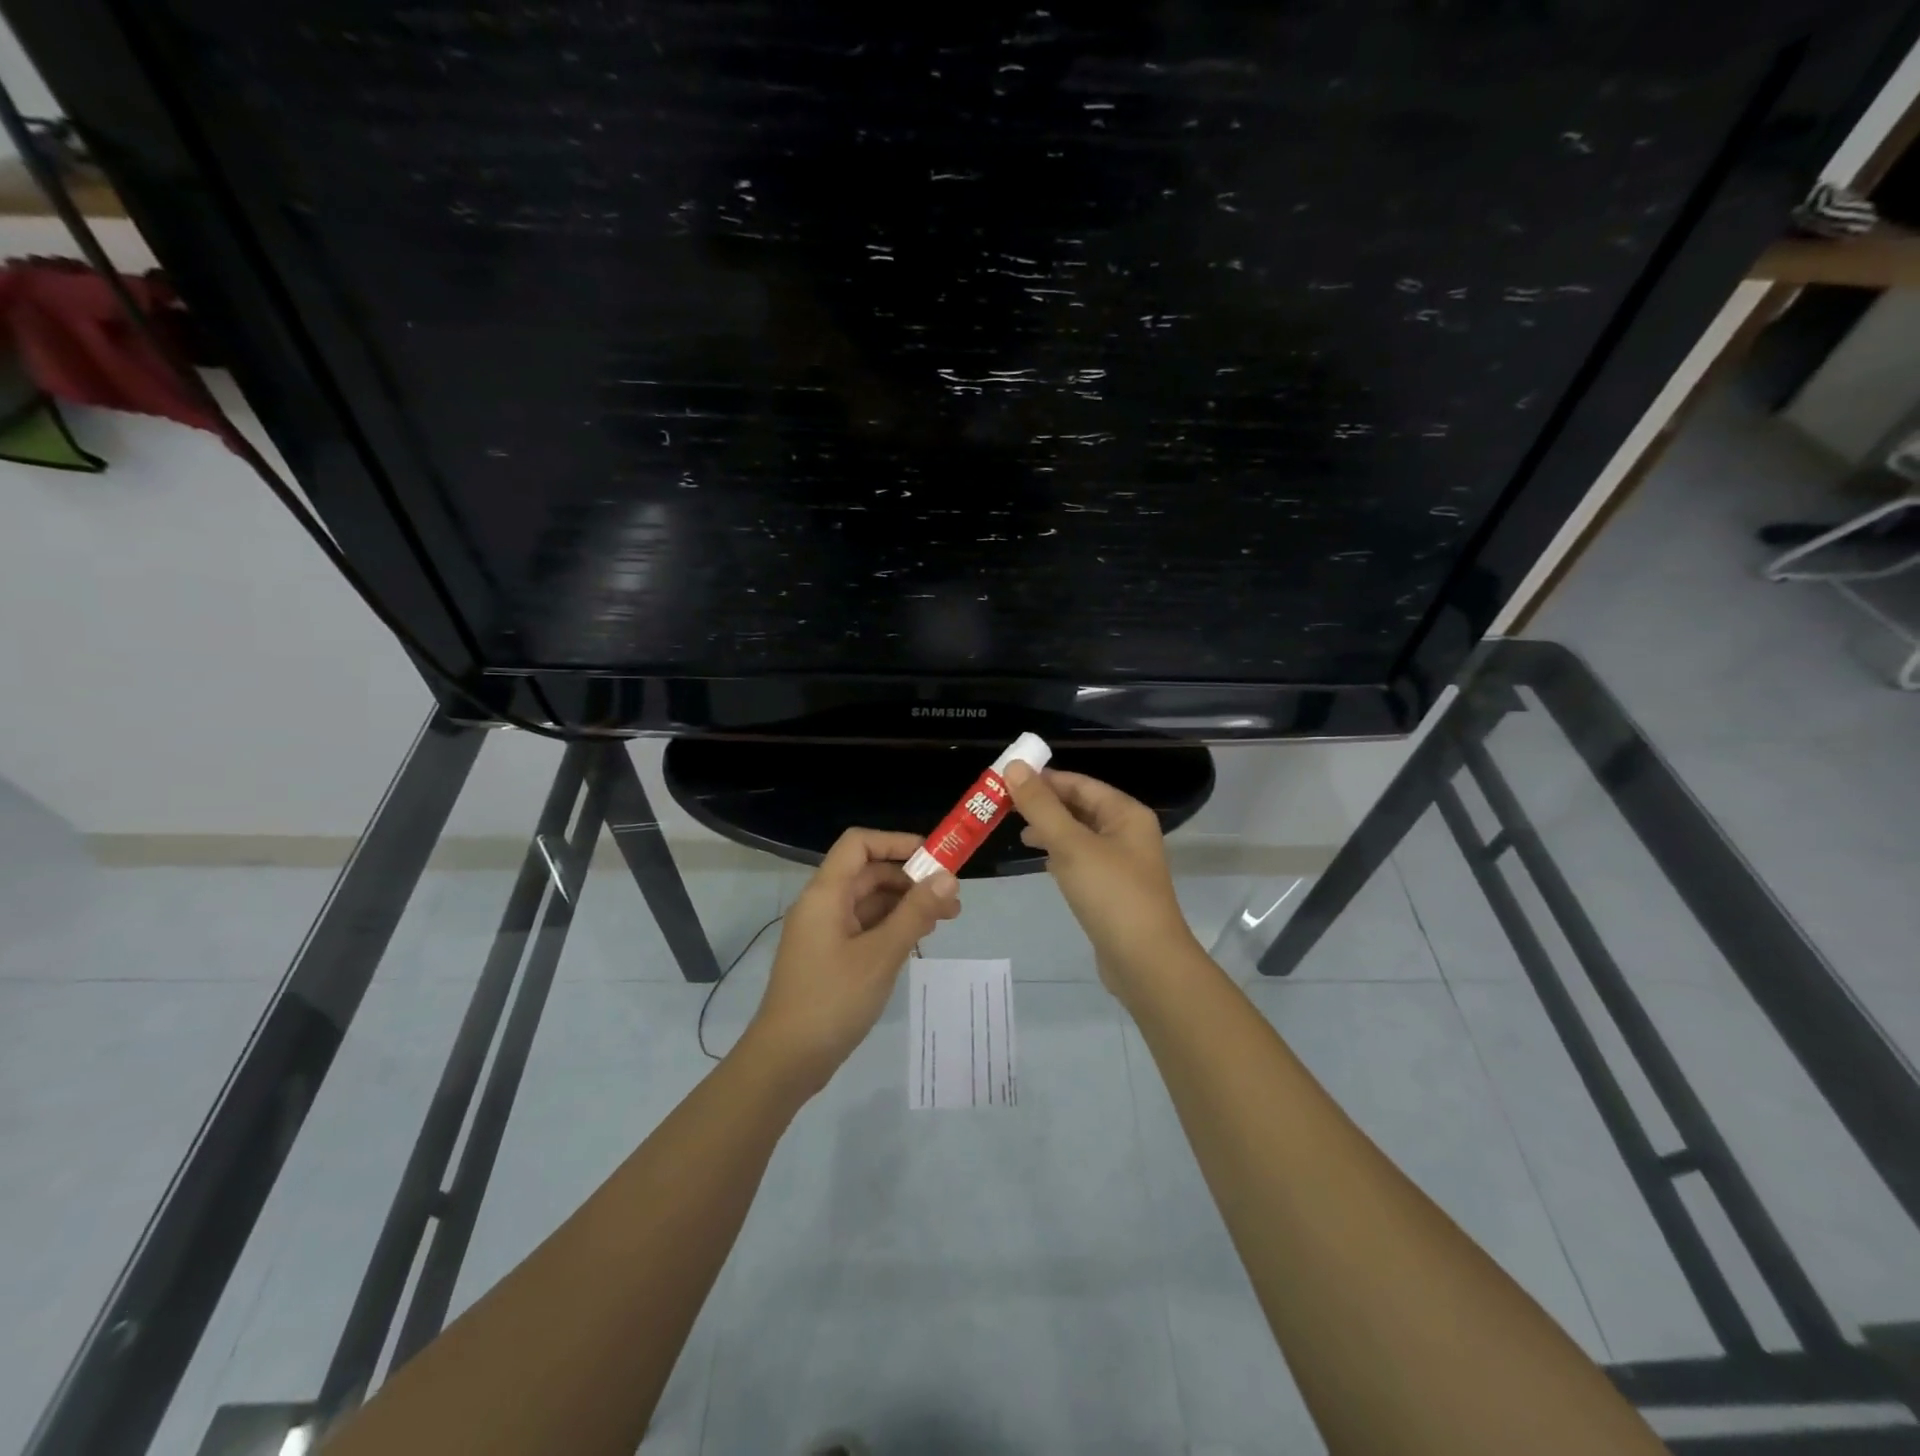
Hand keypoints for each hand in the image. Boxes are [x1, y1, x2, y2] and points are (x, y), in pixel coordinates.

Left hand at [742, 828, 959, 1091]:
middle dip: (911, 879)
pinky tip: (918, 941)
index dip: (896, 843)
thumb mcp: (881, 954)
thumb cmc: (832, 999)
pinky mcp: (830, 956)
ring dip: (906, 905)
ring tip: (945, 921)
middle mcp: (823, 904)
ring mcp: (825, 932)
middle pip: (869, 873)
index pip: (859, 844)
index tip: (935, 858)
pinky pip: (865, 927)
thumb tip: (949, 878)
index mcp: (826, 894)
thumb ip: (916, 913)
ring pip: (870, 902)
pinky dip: (892, 927)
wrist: (786, 1060)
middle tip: (952, 900)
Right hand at [1005, 764, 1197, 999]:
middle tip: (1004, 808)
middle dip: (1045, 805)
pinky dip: (1060, 856)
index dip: (1044, 779)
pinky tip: (1042, 863)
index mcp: (1126, 814)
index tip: (1006, 781)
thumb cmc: (1111, 894)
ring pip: (1080, 835)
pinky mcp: (1113, 890)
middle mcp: (1128, 832)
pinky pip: (1082, 860)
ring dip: (1050, 830)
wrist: (1145, 962)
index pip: (1079, 783)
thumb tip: (1014, 766)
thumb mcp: (1071, 845)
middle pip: (1080, 807)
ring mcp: (1122, 863)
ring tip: (1019, 834)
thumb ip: (1041, 806)